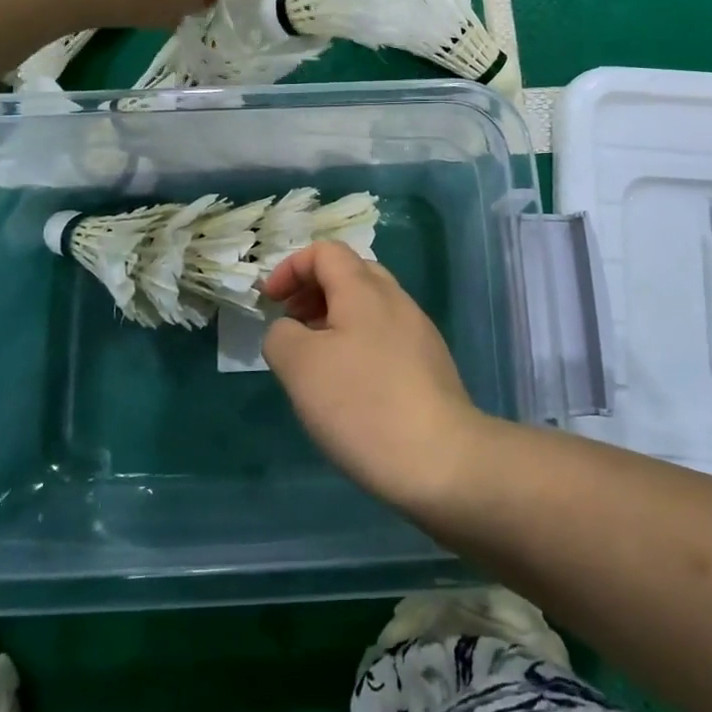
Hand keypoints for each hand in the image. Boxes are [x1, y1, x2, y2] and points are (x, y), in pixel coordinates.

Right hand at [261, 242, 488, 511]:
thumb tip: (290, 331)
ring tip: (315, 360)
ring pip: (370, 307)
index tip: (270, 303)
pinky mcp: (430, 365)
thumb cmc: (363, 404)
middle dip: (314, 290)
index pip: (325, 251)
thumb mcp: (300, 366)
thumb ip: (282, 335)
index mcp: (364, 289)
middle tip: (292, 325)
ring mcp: (419, 332)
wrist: (441, 459)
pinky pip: (386, 337)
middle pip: (351, 273)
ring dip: (335, 319)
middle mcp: (396, 300)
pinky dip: (358, 344)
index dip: (291, 268)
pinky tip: (350, 387)